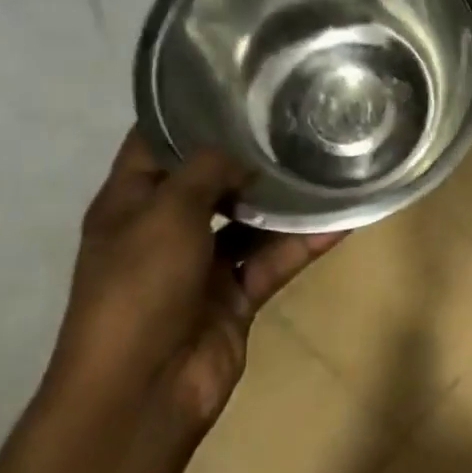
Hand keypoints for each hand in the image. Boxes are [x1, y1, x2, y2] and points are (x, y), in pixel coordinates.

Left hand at [43, 129, 343, 433]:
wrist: (143, 387)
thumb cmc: (138, 288)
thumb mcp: (165, 215)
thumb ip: (204, 173)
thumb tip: (240, 151)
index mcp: (130, 203)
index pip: (155, 144)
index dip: (188, 114)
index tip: (236, 86)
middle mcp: (166, 229)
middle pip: (211, 183)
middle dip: (249, 157)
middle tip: (296, 122)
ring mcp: (203, 265)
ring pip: (251, 223)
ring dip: (285, 203)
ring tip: (327, 166)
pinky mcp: (236, 296)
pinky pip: (274, 261)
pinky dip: (303, 244)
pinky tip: (341, 221)